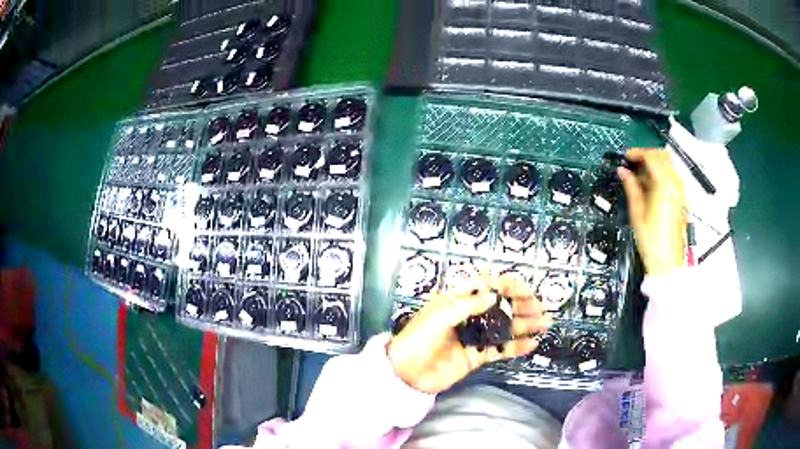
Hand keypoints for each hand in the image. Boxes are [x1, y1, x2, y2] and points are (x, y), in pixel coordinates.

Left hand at [387, 275, 550, 393]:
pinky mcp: (477, 356)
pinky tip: (532, 344)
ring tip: (545, 323)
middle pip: (501, 307)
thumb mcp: (438, 316)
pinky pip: (500, 349)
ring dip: (525, 324)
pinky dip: (516, 347)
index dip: (506, 286)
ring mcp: (475, 337)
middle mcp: (470, 316)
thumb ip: (467, 305)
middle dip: (522, 305)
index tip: (524, 290)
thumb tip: (493, 295)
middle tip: (540, 308)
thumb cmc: (419, 339)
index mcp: (458, 301)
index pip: (486, 287)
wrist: (407, 374)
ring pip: (505, 327)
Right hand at [618, 148, 686, 274]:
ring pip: (667, 165)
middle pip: (662, 156)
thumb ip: (631, 187)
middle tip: (632, 164)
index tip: (626, 157)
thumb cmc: (651, 241)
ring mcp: (680, 191)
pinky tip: (649, 186)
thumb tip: (623, 171)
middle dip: (646, 155)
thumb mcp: (637, 213)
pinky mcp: (680, 198)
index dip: (637, 153)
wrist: (668, 262)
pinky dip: (659, 174)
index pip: (652, 157)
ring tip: (639, 176)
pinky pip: (670, 176)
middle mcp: (675, 184)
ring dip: (653, 164)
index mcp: (664, 185)